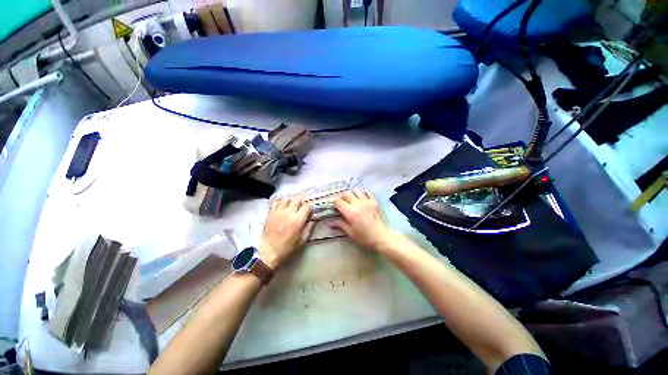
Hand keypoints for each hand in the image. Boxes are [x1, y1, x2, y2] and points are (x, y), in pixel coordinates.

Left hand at [259, 196, 312, 268]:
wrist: (269, 251)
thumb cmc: (287, 247)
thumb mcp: (302, 240)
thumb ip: (309, 228)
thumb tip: (313, 219)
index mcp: (298, 220)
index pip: (307, 206)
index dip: (309, 206)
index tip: (309, 210)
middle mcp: (289, 213)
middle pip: (297, 199)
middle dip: (302, 200)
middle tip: (302, 204)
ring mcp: (279, 211)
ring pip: (287, 198)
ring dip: (291, 200)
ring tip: (292, 204)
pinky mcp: (271, 213)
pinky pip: (276, 202)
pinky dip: (280, 202)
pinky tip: (282, 206)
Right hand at [332, 190, 394, 250]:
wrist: (381, 236)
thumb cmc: (365, 237)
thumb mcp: (351, 233)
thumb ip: (341, 225)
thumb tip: (331, 223)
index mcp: (350, 211)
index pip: (338, 202)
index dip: (335, 203)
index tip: (335, 207)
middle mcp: (357, 203)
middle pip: (346, 194)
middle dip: (342, 198)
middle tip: (342, 204)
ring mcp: (366, 201)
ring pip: (355, 191)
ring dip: (352, 194)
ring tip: (351, 200)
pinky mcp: (374, 201)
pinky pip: (366, 192)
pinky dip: (362, 193)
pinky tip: (361, 198)